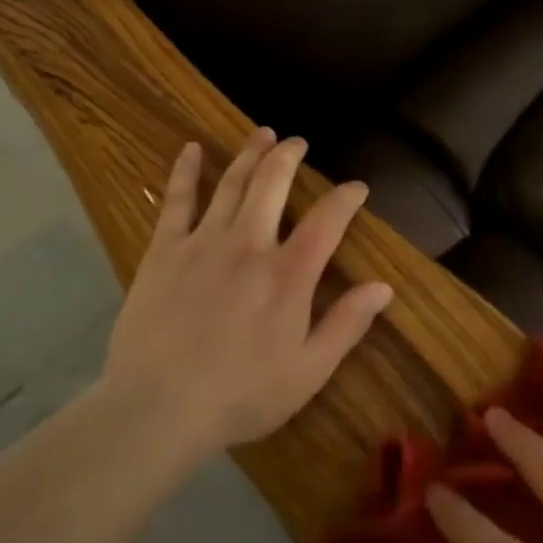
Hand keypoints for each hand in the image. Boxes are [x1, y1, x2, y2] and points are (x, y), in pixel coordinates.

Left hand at [103, 128, 393, 456]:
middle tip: (298, 142)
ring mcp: (204, 243)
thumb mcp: (308, 372)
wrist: (158, 408)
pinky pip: (177, 201)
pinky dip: (186, 171)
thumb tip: (384, 287)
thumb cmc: (240, 396)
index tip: (357, 187)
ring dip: (250, 154)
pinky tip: (191, 149)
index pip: (327, 221)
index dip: (346, 198)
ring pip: (232, 183)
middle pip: (273, 184)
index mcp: (289, 275)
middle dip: (290, 157)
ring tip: (262, 133)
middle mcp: (249, 245)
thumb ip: (346, 325)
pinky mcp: (165, 251)